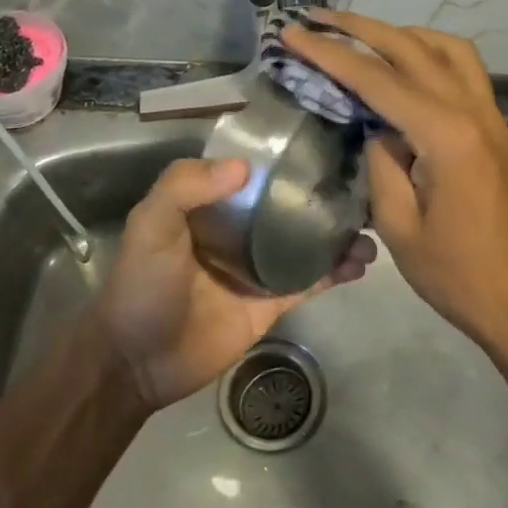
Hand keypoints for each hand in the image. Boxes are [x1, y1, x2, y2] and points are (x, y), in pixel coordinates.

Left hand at [95, 157, 374, 409]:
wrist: (137, 361)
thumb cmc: (142, 284)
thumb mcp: (151, 224)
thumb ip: (184, 186)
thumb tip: (245, 167)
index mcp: (212, 204)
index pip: (256, 172)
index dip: (289, 159)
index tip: (329, 146)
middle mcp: (240, 228)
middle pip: (290, 205)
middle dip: (325, 197)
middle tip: (366, 189)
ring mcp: (260, 266)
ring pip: (307, 242)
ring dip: (338, 235)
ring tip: (371, 230)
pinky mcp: (272, 302)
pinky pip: (310, 281)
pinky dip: (336, 271)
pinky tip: (361, 263)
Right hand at [281, 11, 507, 383]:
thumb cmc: (454, 273)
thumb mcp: (398, 224)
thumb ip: (381, 161)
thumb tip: (375, 125)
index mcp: (445, 135)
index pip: (377, 79)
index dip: (330, 54)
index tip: (293, 34)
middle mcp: (472, 110)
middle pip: (411, 48)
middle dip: (359, 28)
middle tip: (316, 17)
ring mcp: (489, 114)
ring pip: (445, 47)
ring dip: (400, 33)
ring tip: (360, 35)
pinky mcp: (494, 126)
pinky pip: (463, 68)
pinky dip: (430, 51)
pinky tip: (405, 64)